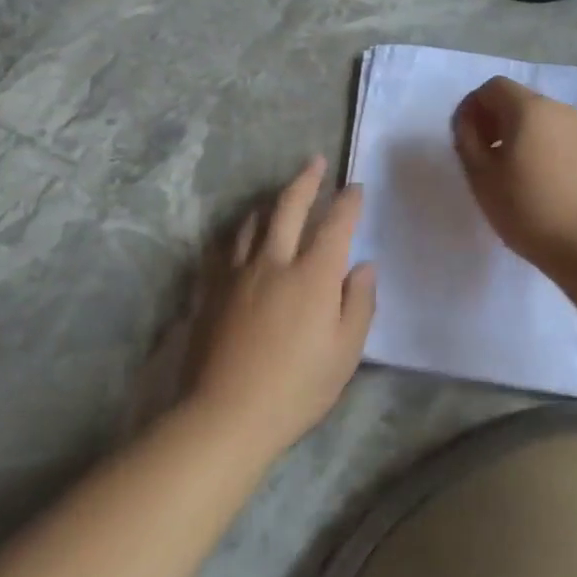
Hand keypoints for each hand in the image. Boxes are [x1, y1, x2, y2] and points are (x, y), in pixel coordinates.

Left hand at [190, 157, 376, 461]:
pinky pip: (226, 248)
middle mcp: (274, 261)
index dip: (348, 202)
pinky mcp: (212, 290)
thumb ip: (359, 304)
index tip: (356, 187)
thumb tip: (364, 266)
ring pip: (253, 222)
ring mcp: (238, 273)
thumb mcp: (345, 353)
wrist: (226, 414)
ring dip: (271, 203)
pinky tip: (241, 238)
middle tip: (316, 162)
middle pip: (288, 206)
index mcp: (313, 275)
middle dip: (306, 180)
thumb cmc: (296, 388)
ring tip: (279, 197)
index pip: (335, 224)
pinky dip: (240, 234)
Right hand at [451, 76, 576, 271]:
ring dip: (518, 134)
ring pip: (540, 119)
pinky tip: (538, 182)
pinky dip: (541, 147)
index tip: (464, 138)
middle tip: (482, 156)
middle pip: (518, 100)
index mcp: (529, 108)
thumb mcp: (481, 176)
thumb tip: (468, 121)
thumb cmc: (528, 210)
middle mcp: (559, 109)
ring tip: (509, 172)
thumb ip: (467, 139)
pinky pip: (559, 137)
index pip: (493, 87)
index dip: (472, 106)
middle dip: (494, 120)